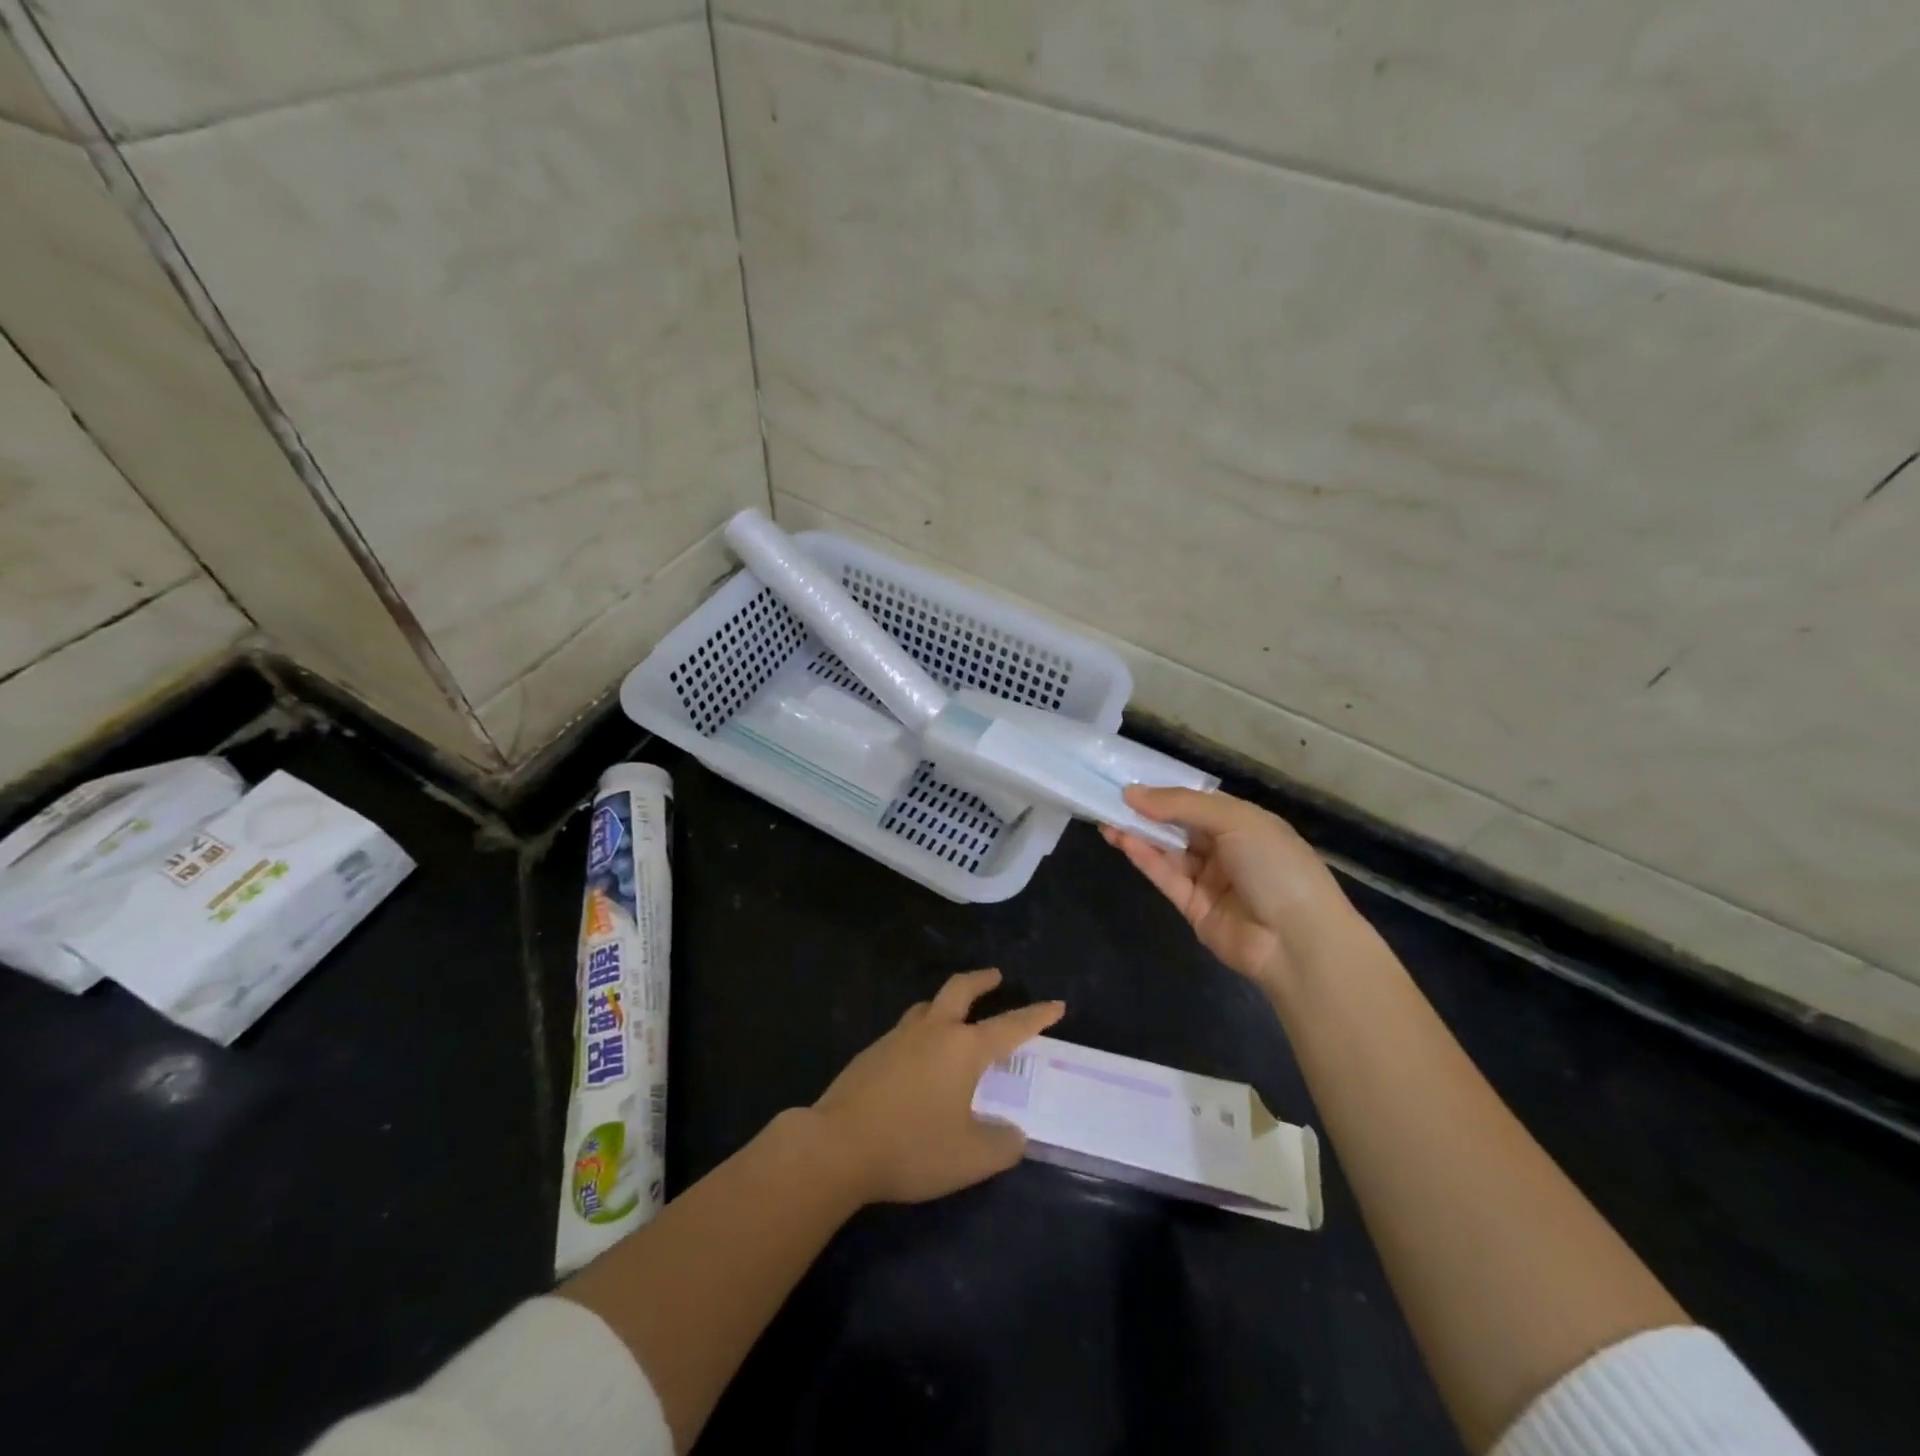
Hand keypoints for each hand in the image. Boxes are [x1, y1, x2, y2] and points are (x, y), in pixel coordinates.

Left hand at [811, 968, 1064, 1204]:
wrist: (837, 1146)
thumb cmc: (912, 1147)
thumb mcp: (970, 1158)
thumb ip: (1001, 1145)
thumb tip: (1013, 1134)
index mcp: (963, 1049)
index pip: (1010, 1026)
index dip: (1036, 1016)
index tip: (1056, 1004)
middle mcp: (932, 1032)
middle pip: (960, 990)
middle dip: (982, 980)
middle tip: (996, 976)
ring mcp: (897, 1038)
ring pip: (927, 1007)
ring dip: (946, 1004)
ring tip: (954, 1016)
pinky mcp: (871, 1053)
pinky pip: (905, 1031)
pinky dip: (921, 1032)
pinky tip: (917, 1059)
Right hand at [1102, 786, 1356, 997]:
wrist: (1297, 941)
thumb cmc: (1275, 866)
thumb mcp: (1235, 820)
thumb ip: (1181, 804)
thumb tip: (1132, 793)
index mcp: (1245, 823)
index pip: (1198, 803)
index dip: (1166, 793)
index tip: (1131, 783)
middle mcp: (1227, 849)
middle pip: (1179, 826)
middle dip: (1146, 813)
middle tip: (1108, 799)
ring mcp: (1210, 880)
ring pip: (1168, 851)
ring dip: (1139, 834)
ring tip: (1105, 817)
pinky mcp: (1193, 907)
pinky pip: (1165, 877)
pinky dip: (1144, 858)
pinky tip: (1121, 839)